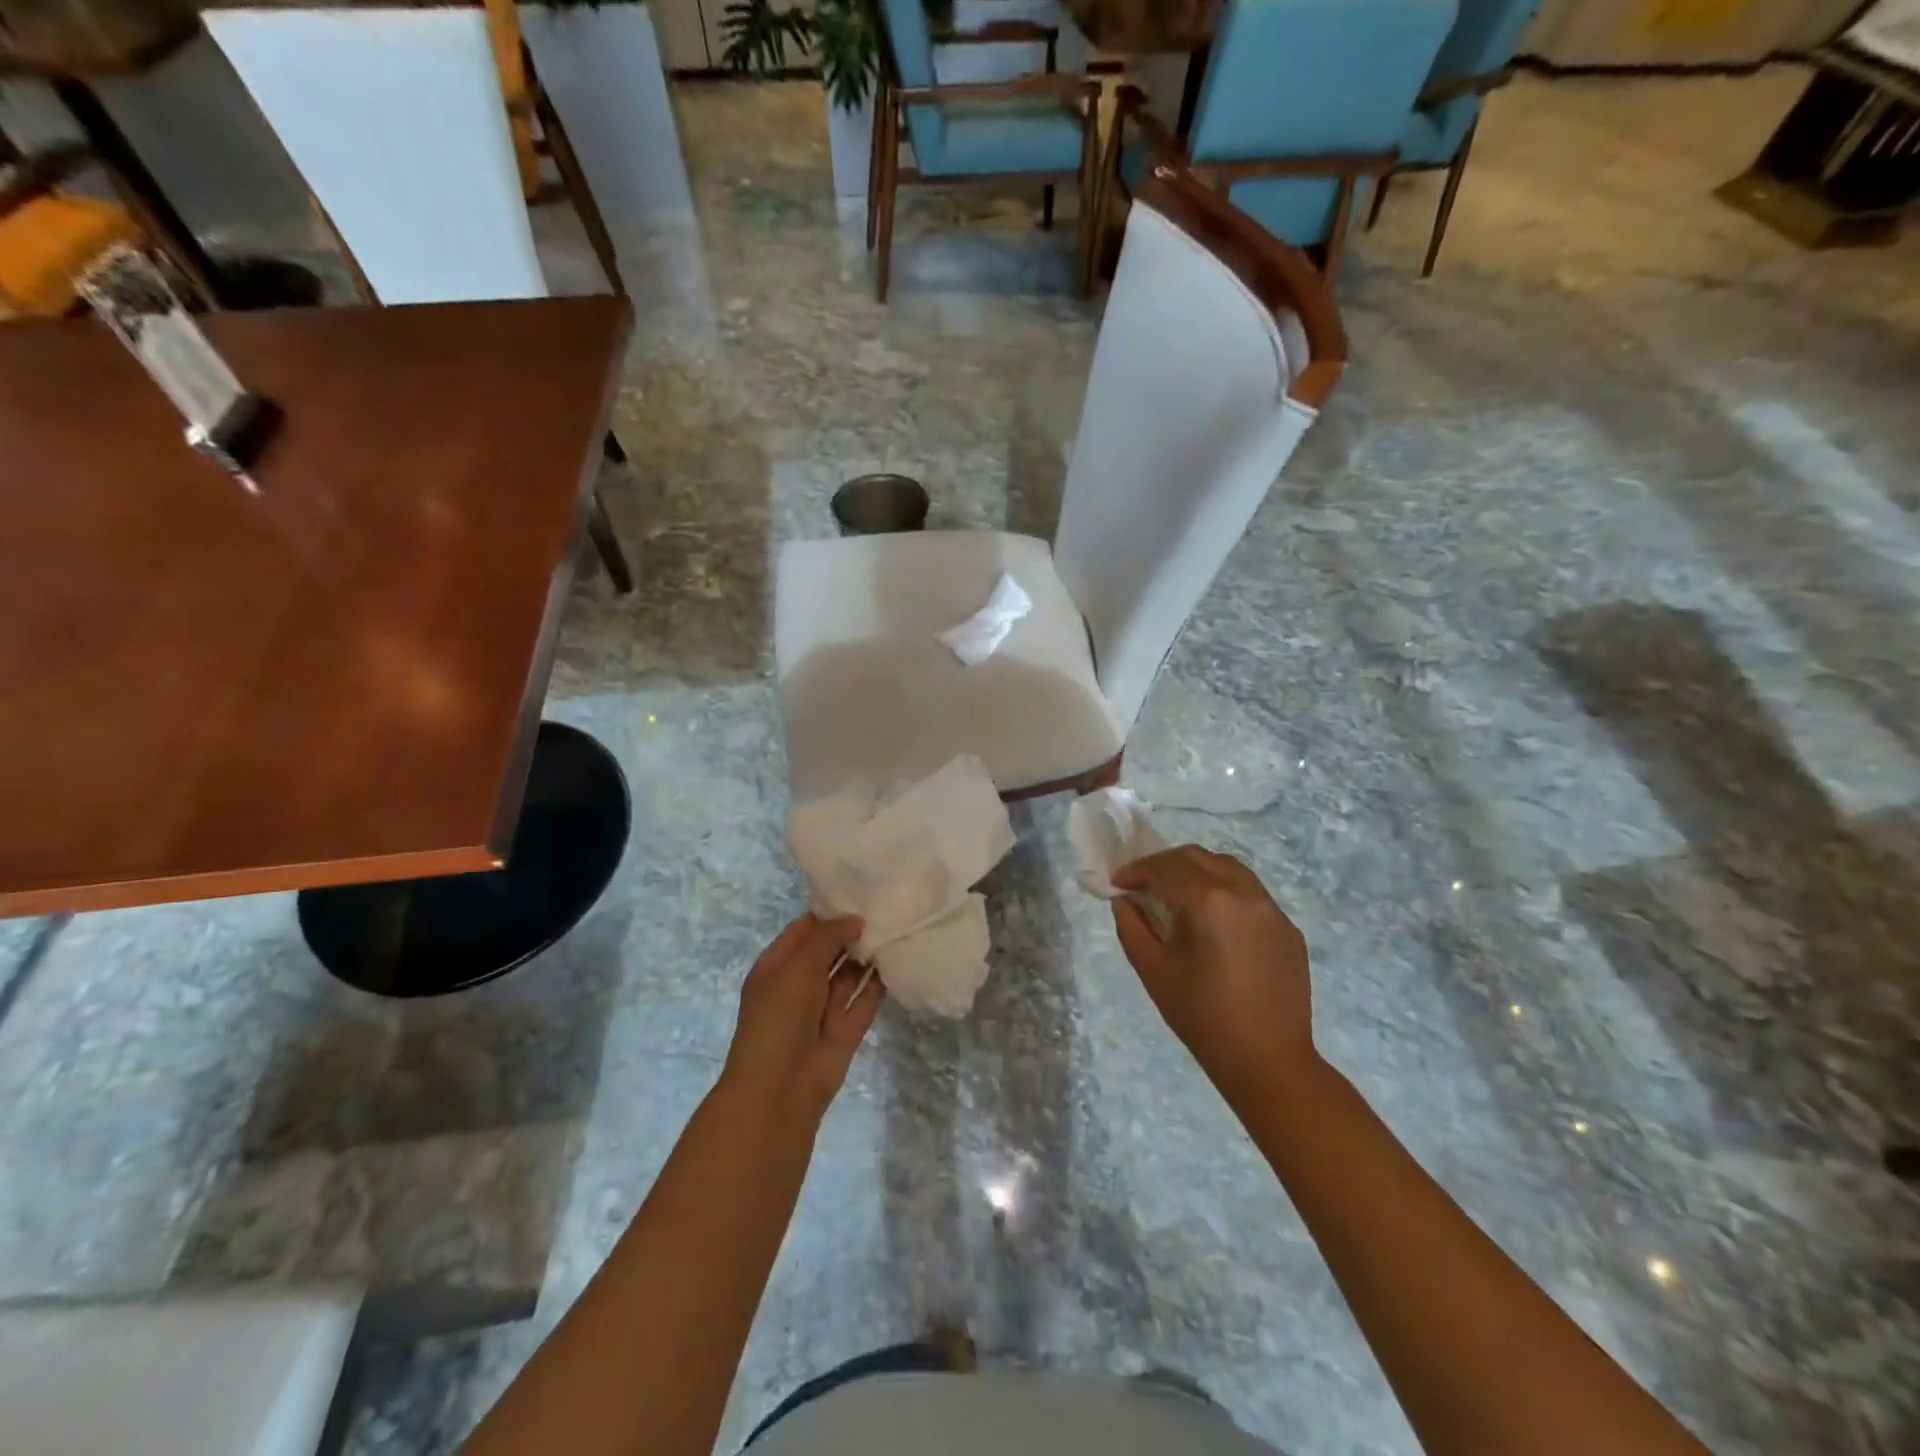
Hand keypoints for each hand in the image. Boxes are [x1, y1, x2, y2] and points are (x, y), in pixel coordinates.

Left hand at [722, 915, 881, 1119]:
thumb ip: (827, 937)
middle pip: (828, 952)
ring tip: (894, 930)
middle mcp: (798, 986)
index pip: (803, 931)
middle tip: (885, 910)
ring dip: (866, 957)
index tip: (860, 896)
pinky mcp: (845, 1031)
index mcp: (776, 968)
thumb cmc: (780, 1016)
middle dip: (851, 934)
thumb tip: (855, 921)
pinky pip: (864, 1001)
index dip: (828, 914)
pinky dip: (878, 985)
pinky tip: (897, 962)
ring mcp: (822, 1010)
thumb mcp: (798, 966)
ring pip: (848, 976)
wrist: (780, 1088)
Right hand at [1111, 846, 1316, 1095]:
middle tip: (1143, 885)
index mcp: (1208, 901)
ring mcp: (1270, 908)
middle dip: (1164, 864)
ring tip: (1177, 895)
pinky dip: (1223, 891)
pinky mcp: (1287, 927)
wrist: (1268, 1061)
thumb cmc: (1202, 1017)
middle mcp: (1243, 892)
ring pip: (1227, 867)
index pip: (1164, 868)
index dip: (1136, 871)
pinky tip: (1212, 921)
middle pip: (1196, 857)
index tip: (1118, 884)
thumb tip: (1125, 900)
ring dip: (1196, 871)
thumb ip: (1132, 926)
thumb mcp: (1153, 970)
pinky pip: (1250, 892)